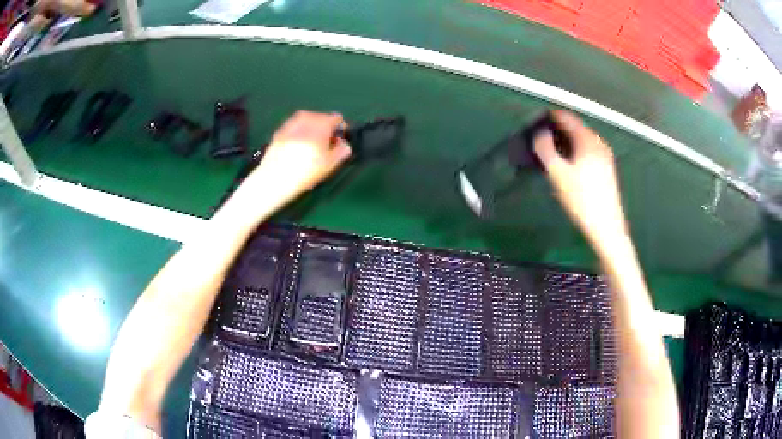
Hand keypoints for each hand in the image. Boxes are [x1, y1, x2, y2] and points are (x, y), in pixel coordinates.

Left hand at [236, 110, 351, 211]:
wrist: (274, 179)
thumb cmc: (305, 172)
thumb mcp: (330, 164)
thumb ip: (343, 150)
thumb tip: (343, 143)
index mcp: (321, 124)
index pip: (337, 119)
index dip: (340, 130)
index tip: (338, 142)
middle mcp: (306, 119)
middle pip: (321, 119)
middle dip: (325, 130)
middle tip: (325, 147)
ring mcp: (291, 123)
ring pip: (307, 122)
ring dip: (312, 131)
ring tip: (311, 149)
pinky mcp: (280, 131)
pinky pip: (295, 128)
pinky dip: (300, 135)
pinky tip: (297, 150)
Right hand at [533, 110, 627, 252]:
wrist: (606, 228)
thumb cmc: (582, 200)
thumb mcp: (558, 174)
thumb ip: (545, 149)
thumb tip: (540, 133)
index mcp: (588, 140)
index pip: (567, 117)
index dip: (550, 117)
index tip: (535, 122)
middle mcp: (599, 144)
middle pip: (575, 128)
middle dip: (557, 130)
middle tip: (540, 140)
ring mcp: (605, 157)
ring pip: (581, 141)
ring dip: (565, 142)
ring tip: (550, 154)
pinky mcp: (607, 169)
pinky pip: (587, 151)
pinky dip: (575, 152)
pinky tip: (567, 166)